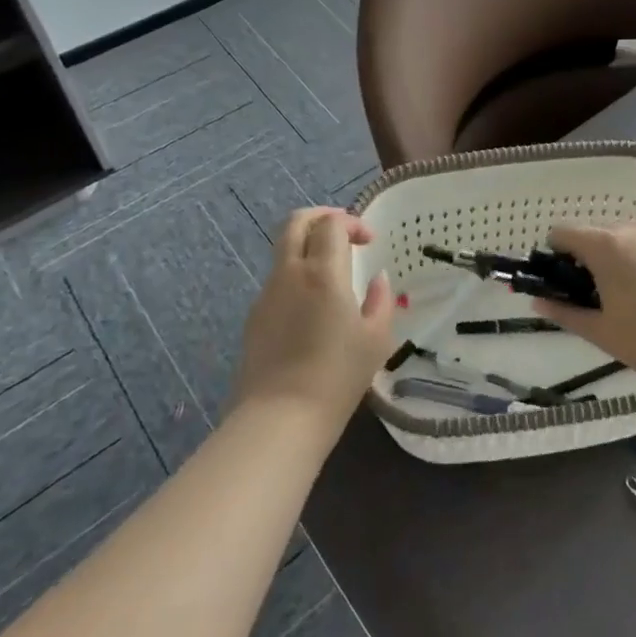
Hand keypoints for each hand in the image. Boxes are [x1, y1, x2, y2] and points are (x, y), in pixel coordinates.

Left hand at [232, 209, 395, 428]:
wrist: (279, 418)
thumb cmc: (337, 376)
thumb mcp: (376, 339)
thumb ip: (380, 300)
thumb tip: (377, 279)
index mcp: (322, 272)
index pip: (331, 224)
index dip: (351, 223)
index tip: (369, 242)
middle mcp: (290, 273)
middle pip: (296, 222)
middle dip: (321, 217)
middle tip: (343, 233)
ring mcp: (266, 294)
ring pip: (283, 250)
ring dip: (307, 247)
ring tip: (331, 272)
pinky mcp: (254, 317)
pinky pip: (277, 281)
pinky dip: (296, 275)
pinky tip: (312, 307)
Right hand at [540, 222, 635, 389]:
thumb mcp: (602, 332)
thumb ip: (566, 313)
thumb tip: (538, 302)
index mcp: (606, 245)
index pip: (564, 233)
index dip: (556, 255)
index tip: (563, 283)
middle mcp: (634, 230)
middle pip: (598, 235)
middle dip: (591, 259)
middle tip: (598, 298)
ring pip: (630, 240)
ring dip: (622, 260)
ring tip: (635, 299)